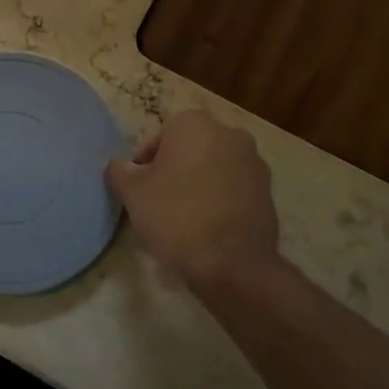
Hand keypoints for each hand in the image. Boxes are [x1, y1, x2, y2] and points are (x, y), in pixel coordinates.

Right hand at [105, 110, 278, 287]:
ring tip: (186, 217)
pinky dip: (221, 199)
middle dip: (176, 168)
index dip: (146, 162)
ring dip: (200, 182)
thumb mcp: (132, 193)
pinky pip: (235, 188)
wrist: (232, 265)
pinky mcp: (269, 191)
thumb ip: (119, 171)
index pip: (161, 136)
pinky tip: (209, 226)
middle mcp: (229, 133)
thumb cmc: (176, 217)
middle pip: (191, 148)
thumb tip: (119, 166)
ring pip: (215, 167)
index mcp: (194, 124)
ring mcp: (254, 162)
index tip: (141, 189)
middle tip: (160, 201)